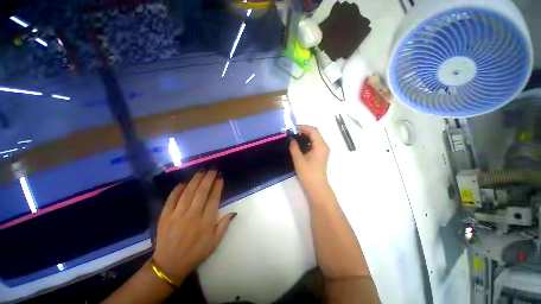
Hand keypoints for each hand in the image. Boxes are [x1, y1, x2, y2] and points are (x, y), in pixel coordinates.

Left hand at [152, 169, 235, 284]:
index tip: (220, 177)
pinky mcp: (165, 216)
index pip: (213, 199)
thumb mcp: (215, 243)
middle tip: (213, 169)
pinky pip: (171, 199)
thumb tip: (234, 212)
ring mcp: (177, 215)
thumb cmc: (195, 253)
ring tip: (201, 171)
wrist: (169, 265)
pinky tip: (183, 182)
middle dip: (208, 178)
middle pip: (201, 192)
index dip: (218, 186)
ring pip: (188, 192)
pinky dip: (177, 189)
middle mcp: (192, 216)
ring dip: (195, 180)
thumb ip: (224, 225)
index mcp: (206, 222)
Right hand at [289, 125, 330, 195]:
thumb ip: (294, 147)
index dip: (303, 127)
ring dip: (305, 136)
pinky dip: (307, 142)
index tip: (293, 128)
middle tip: (292, 133)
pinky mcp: (321, 154)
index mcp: (320, 146)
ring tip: (294, 138)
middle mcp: (324, 146)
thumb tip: (291, 139)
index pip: (313, 130)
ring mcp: (323, 150)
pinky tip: (299, 145)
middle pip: (315, 133)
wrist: (317, 187)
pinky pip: (315, 144)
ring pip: (315, 138)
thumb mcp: (299, 159)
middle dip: (303, 131)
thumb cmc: (308, 173)